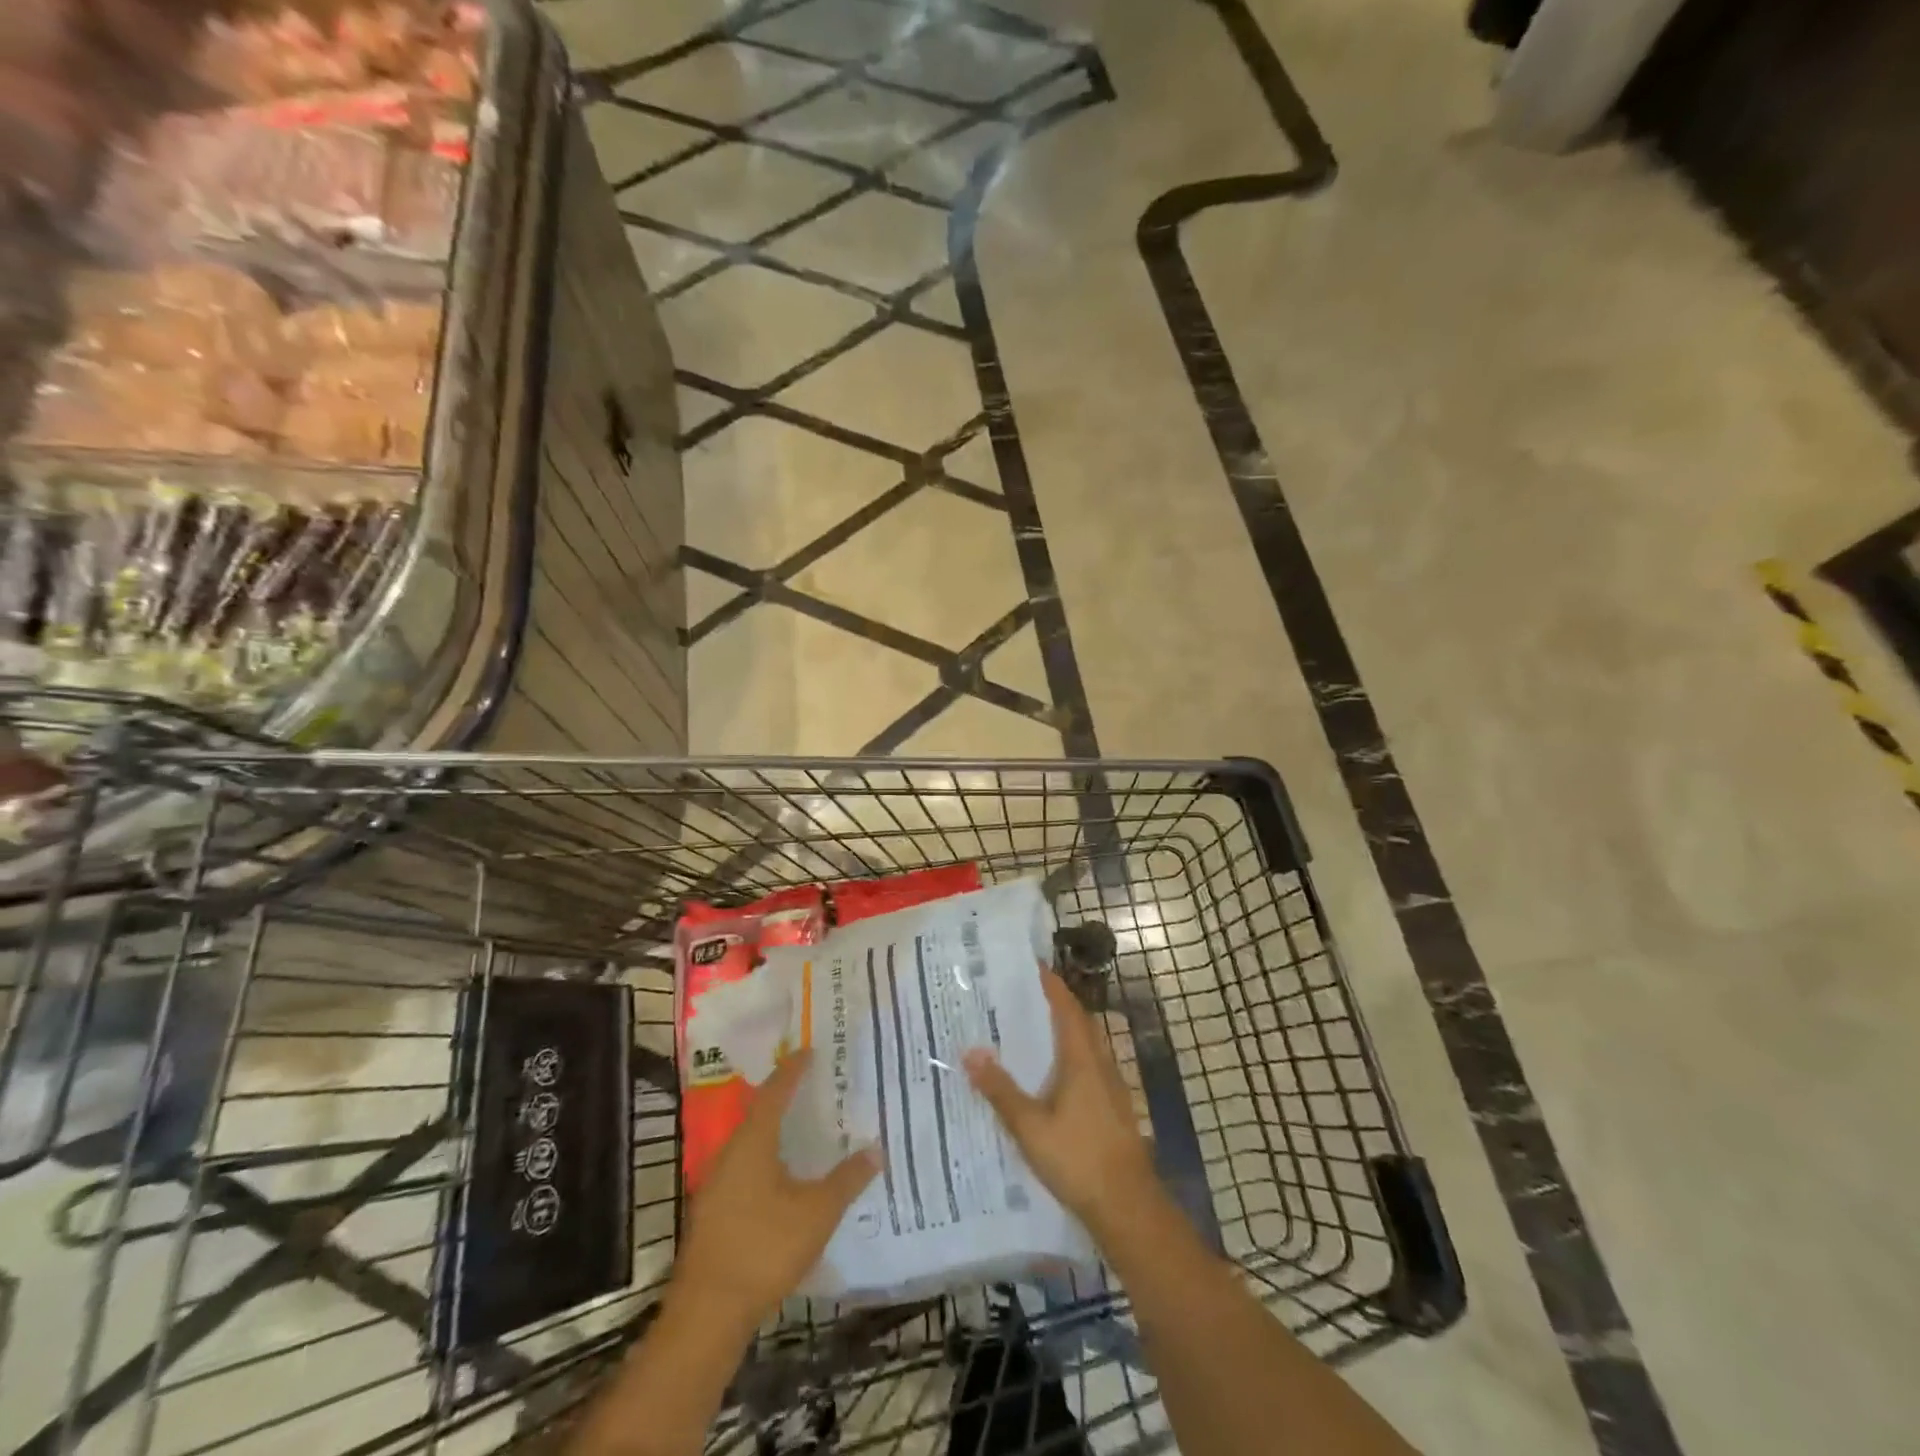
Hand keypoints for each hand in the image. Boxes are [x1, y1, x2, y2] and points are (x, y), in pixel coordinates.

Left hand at [673, 1051, 880, 1326]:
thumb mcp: (817, 1213)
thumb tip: (875, 1149)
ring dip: (775, 1131)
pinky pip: (744, 1169)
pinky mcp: (713, 1213)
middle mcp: (730, 1153)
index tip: (809, 1050)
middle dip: (784, 1098)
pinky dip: (766, 1160)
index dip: (793, 1070)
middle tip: (812, 1085)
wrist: (707, 1314)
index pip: (775, 1092)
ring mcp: (716, 1185)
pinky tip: (784, 1177)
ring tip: (803, 1126)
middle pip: (759, 1114)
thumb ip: (847, 1180)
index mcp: (753, 1142)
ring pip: (750, 1144)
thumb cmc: (764, 1249)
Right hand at [963, 971, 1156, 1233]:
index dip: (1052, 986)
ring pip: (1089, 1047)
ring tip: (1037, 1030)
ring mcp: (1112, 1088)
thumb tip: (970, 1052)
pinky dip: (1073, 1058)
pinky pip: (1091, 1068)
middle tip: (1029, 994)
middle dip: (1059, 1005)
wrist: (1128, 1207)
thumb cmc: (1078, 1159)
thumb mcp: (1030, 1127)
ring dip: (1067, 1031)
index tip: (1035, 966)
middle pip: (1082, 1024)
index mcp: (1082, 1060)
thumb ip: (1000, 1090)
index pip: (1067, 1009)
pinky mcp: (1115, 1110)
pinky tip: (1055, 1078)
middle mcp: (1101, 1065)